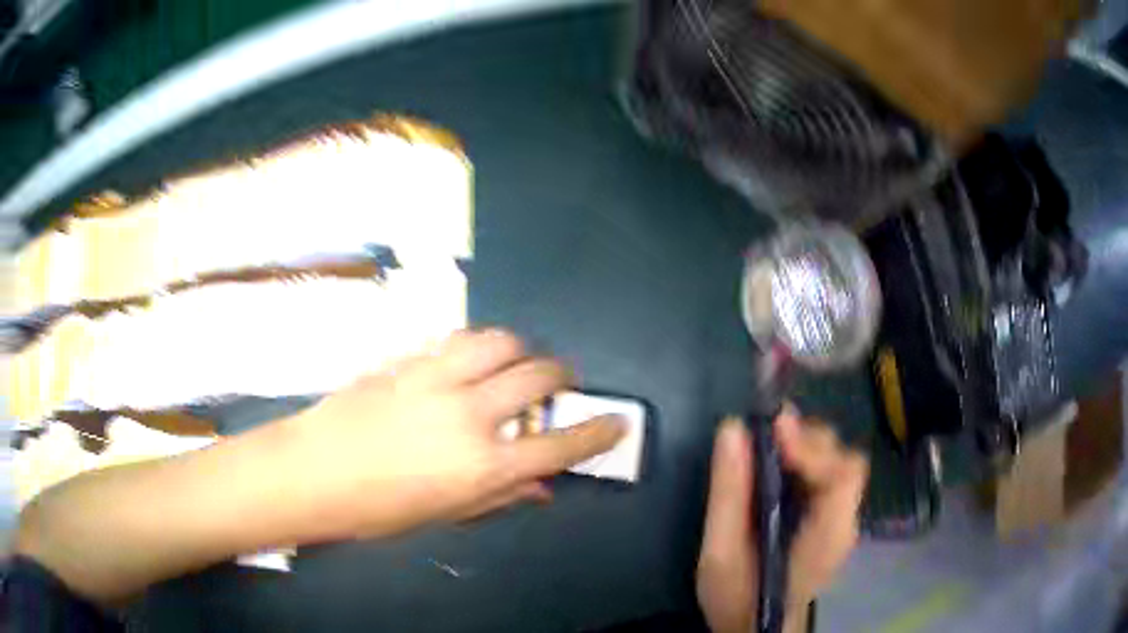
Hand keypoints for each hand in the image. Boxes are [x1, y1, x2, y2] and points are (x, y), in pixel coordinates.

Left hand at [277, 329, 626, 541]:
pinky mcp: (410, 358)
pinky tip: (471, 359)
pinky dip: (479, 346)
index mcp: (483, 466)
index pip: (560, 445)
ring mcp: (437, 378)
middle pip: (539, 377)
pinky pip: (458, 339)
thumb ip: (500, 496)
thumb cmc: (378, 508)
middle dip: (563, 377)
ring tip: (518, 363)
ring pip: (501, 341)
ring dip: (522, 350)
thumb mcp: (445, 514)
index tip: (617, 421)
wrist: (313, 470)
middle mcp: (470, 415)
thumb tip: (540, 486)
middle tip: (563, 383)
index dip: (597, 432)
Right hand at [696, 408, 867, 632]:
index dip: (813, 447)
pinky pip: (825, 476)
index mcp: (827, 535)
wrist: (755, 628)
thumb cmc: (738, 599)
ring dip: (806, 446)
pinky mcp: (828, 520)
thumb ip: (729, 494)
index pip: (844, 474)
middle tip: (765, 435)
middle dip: (808, 440)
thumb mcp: (721, 553)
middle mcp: (844, 522)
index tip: (774, 432)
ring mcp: (839, 520)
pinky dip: (804, 461)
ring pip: (837, 463)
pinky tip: (777, 466)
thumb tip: (733, 429)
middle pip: (844, 460)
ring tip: (768, 445)